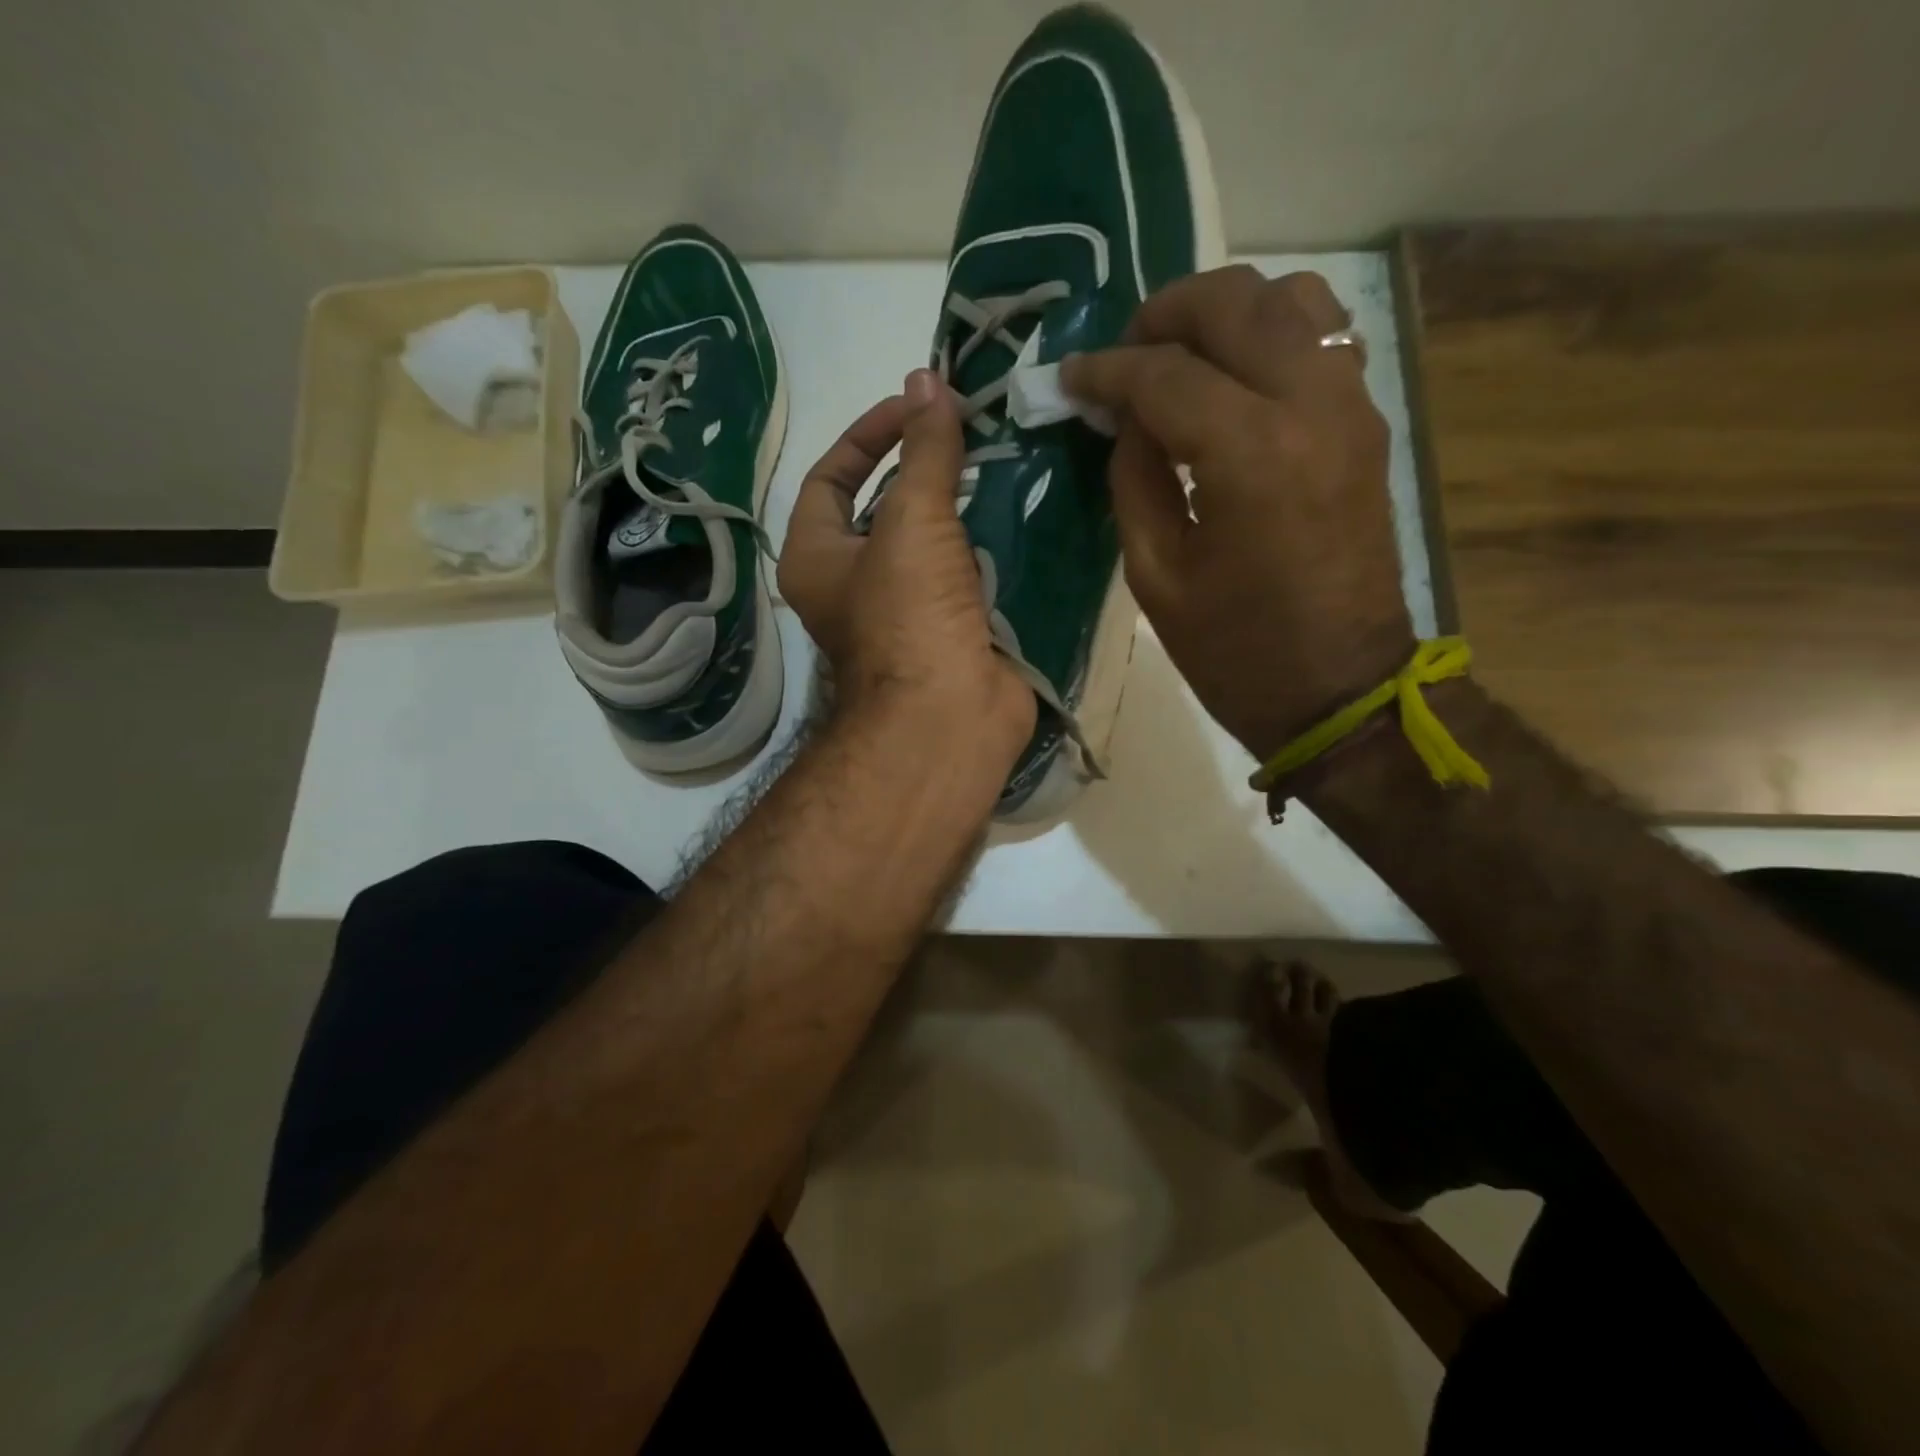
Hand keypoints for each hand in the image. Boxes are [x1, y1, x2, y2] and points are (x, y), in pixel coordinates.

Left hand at [779, 369, 1036, 757]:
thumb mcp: (911, 519)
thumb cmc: (908, 614)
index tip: (918, 407)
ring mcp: (905, 611)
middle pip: (883, 508)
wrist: (949, 715)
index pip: (831, 476)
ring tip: (1000, 460)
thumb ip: (924, 450)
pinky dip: (988, 546)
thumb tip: (926, 380)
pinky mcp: (950, 631)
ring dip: (961, 506)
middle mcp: (853, 584)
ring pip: (930, 542)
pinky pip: (966, 574)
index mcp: (817, 557)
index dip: (869, 433)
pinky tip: (1020, 512)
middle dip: (923, 468)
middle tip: (968, 430)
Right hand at [1061, 267, 1412, 763]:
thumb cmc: (1236, 649)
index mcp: (1249, 454)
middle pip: (1235, 303)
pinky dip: (1271, 335)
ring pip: (1291, 298)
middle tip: (1124, 357)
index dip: (1107, 370)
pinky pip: (1323, 337)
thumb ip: (1134, 480)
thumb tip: (1125, 420)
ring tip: (1180, 357)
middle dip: (1164, 315)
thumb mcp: (1157, 575)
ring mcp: (1351, 406)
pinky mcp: (1367, 422)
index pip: (1164, 373)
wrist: (1340, 688)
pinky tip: (1233, 377)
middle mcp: (1310, 405)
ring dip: (1225, 313)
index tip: (1071, 378)